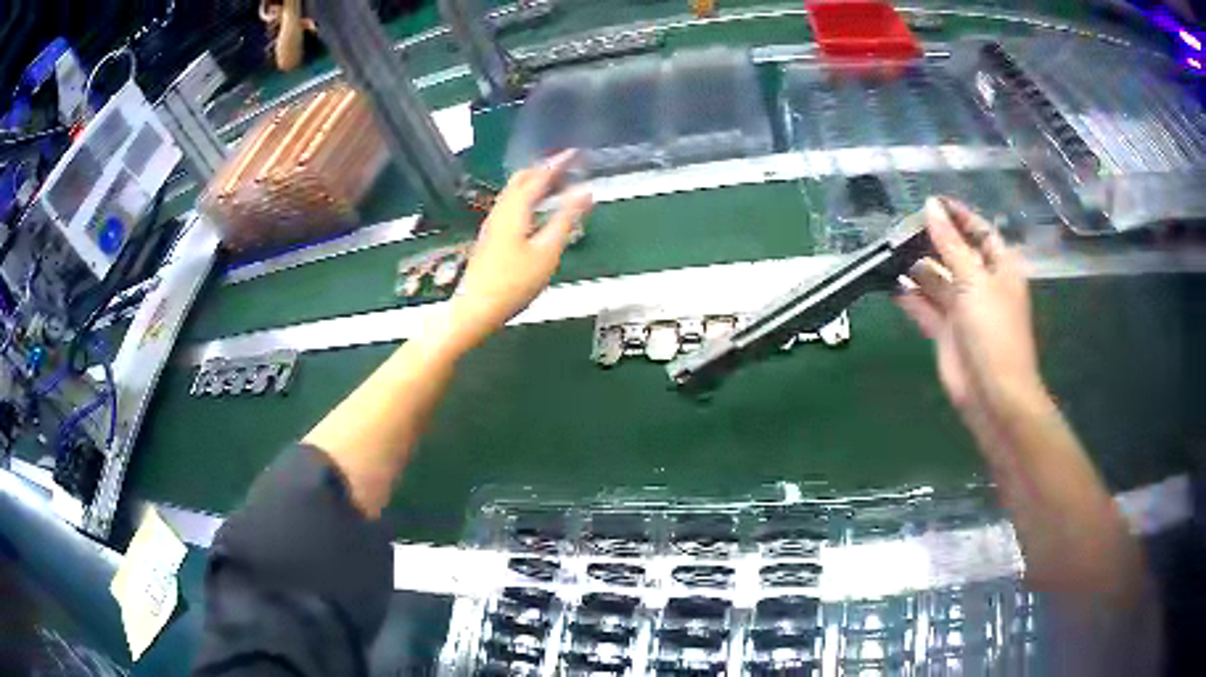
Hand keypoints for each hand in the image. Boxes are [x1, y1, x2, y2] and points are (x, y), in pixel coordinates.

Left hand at [445, 150, 592, 352]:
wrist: (476, 308)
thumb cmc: (514, 281)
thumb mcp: (547, 251)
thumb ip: (566, 218)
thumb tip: (586, 191)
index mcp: (515, 209)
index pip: (539, 176)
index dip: (558, 163)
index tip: (575, 153)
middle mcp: (501, 211)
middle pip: (521, 180)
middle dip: (543, 169)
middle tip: (565, 166)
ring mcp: (493, 224)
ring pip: (514, 193)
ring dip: (534, 183)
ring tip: (555, 184)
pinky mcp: (492, 238)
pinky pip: (511, 205)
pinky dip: (528, 198)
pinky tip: (536, 211)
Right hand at [896, 197, 1044, 417]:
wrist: (993, 394)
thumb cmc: (994, 331)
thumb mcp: (974, 280)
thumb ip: (950, 244)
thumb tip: (931, 207)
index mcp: (1000, 268)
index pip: (980, 232)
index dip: (958, 216)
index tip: (931, 202)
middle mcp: (982, 285)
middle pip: (955, 254)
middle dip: (932, 240)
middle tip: (901, 228)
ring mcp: (963, 310)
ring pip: (937, 280)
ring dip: (917, 268)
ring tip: (890, 251)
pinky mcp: (946, 333)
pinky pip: (925, 307)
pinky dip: (910, 297)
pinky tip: (890, 284)